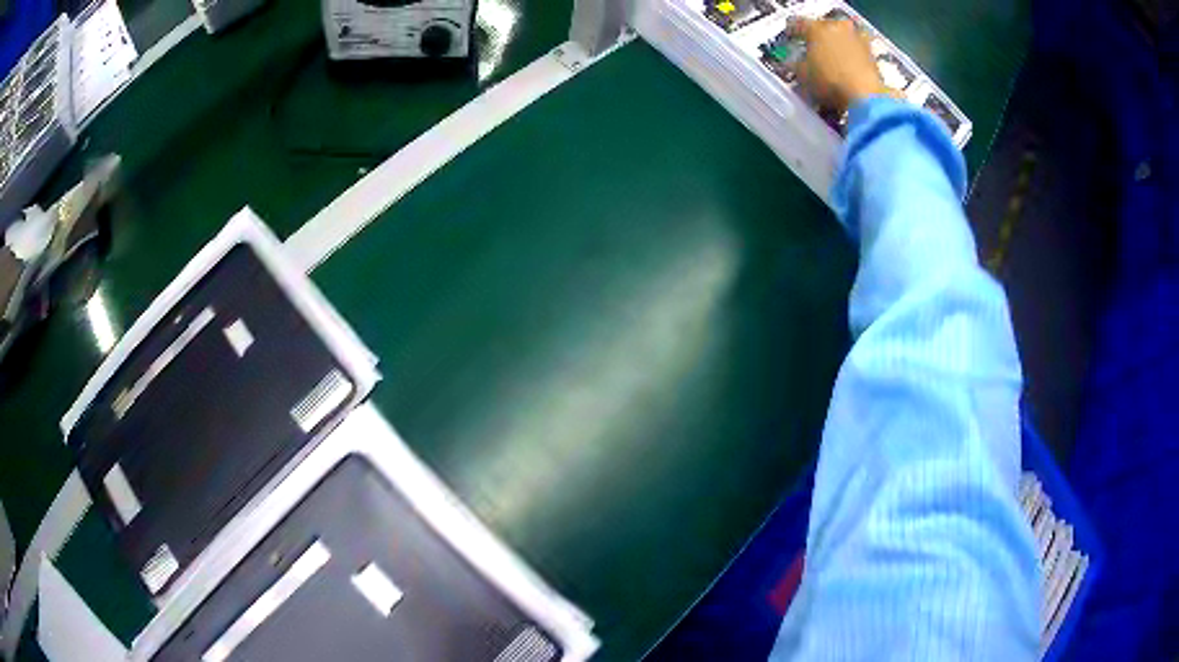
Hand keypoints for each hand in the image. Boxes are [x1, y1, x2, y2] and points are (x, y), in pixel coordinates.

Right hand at [791, 18, 890, 113]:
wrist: (866, 97)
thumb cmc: (829, 82)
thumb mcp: (803, 75)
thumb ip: (797, 64)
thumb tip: (795, 61)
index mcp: (817, 28)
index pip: (798, 24)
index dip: (792, 32)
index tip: (791, 39)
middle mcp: (838, 27)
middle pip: (823, 28)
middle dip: (818, 38)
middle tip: (813, 50)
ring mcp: (857, 38)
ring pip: (841, 38)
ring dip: (836, 47)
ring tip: (832, 61)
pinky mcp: (872, 53)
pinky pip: (855, 51)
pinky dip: (850, 57)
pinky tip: (846, 69)